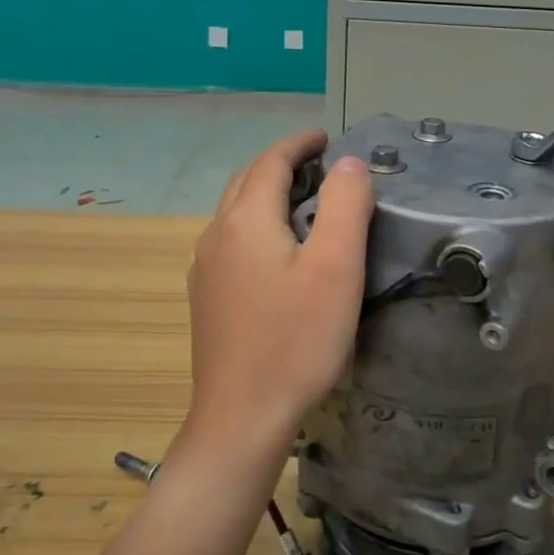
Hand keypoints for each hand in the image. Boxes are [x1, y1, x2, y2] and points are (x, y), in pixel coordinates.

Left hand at [182, 130, 374, 464]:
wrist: (241, 418)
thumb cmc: (296, 341)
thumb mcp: (335, 268)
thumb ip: (344, 205)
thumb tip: (347, 163)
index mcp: (246, 220)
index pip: (272, 161)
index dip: (300, 143)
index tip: (326, 136)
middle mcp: (217, 235)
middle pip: (247, 181)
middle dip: (281, 163)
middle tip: (318, 163)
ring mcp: (206, 268)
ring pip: (235, 210)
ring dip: (266, 192)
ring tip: (302, 199)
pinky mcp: (207, 298)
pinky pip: (231, 240)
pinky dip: (256, 223)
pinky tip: (276, 249)